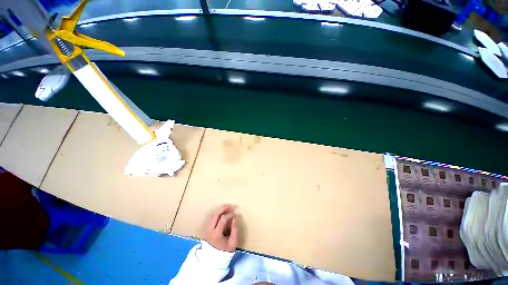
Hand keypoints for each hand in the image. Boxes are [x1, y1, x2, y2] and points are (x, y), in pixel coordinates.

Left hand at [203, 204, 237, 251]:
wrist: (212, 259)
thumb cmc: (224, 251)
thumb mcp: (232, 243)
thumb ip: (234, 230)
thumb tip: (234, 218)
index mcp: (216, 234)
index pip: (223, 219)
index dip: (230, 214)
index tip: (235, 214)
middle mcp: (209, 229)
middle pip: (216, 214)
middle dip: (224, 208)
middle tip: (230, 205)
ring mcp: (206, 229)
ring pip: (212, 214)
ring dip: (220, 210)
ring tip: (227, 207)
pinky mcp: (205, 229)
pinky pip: (210, 217)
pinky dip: (216, 213)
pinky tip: (221, 212)